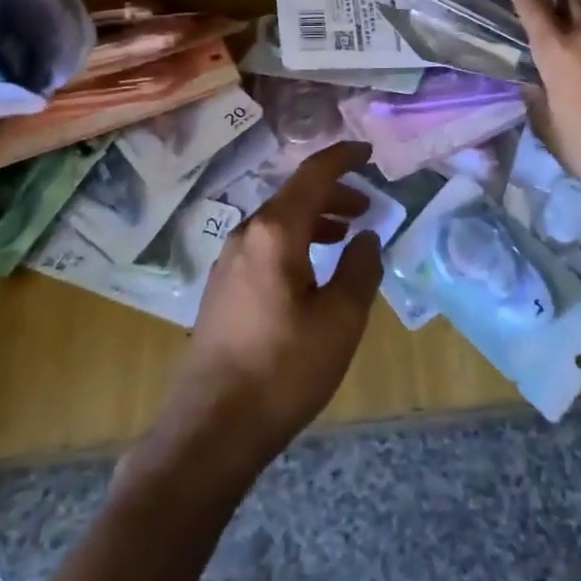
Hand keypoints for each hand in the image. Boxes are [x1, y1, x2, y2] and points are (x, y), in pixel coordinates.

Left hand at [141, 141, 383, 484]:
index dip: (342, 158)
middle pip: (294, 196)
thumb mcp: (340, 320)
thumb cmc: (284, 368)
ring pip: (278, 222)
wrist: (212, 427)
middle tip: (366, 207)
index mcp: (276, 232)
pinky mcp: (222, 287)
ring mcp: (228, 261)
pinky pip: (265, 246)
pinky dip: (295, 242)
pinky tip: (310, 271)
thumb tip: (367, 237)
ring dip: (315, 220)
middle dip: (333, 194)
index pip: (312, 175)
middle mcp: (247, 235)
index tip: (368, 153)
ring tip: (345, 236)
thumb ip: (360, 269)